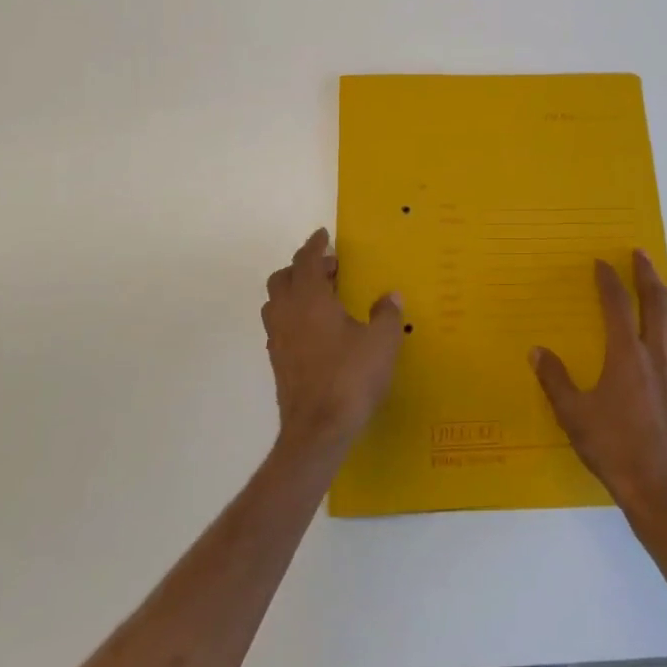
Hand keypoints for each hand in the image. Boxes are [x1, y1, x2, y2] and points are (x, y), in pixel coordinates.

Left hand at [261, 229, 404, 456]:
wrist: (318, 430)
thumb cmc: (351, 377)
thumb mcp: (382, 342)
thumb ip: (386, 314)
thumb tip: (390, 296)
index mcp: (309, 299)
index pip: (305, 260)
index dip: (315, 245)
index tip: (323, 236)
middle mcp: (287, 314)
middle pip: (283, 278)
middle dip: (303, 267)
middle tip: (330, 270)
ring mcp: (278, 340)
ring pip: (276, 302)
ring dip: (294, 291)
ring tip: (321, 297)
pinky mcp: (278, 362)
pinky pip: (279, 326)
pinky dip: (293, 316)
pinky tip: (316, 330)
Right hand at [531, 250, 666, 518]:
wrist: (658, 490)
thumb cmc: (612, 449)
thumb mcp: (573, 414)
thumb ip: (555, 379)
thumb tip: (537, 351)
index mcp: (626, 356)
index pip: (617, 306)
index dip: (609, 281)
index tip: (602, 262)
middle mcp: (656, 357)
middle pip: (656, 305)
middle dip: (647, 276)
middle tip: (641, 255)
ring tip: (662, 286)